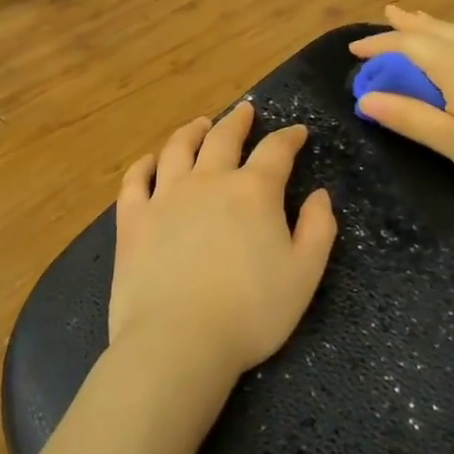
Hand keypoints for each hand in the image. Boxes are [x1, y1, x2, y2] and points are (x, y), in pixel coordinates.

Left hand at [110, 102, 337, 391]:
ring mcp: (165, 197)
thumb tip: (319, 195)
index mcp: (253, 192)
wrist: (178, 341)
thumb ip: (318, 229)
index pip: (276, 151)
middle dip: (238, 122)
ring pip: (178, 149)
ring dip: (192, 131)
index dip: (289, 137)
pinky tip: (149, 161)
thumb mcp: (304, 275)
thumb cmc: (251, 312)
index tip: (297, 132)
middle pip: (224, 138)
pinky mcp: (133, 219)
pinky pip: (136, 180)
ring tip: (200, 124)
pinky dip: (144, 165)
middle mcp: (209, 181)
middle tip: (245, 112)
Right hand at [348, 5, 453, 202]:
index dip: (378, 45)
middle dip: (406, 24)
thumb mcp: (450, 140)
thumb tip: (365, 100)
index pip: (406, 44)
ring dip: (431, 25)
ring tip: (415, 19)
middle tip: (386, 14)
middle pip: (434, 28)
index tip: (354, 50)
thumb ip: (407, 117)